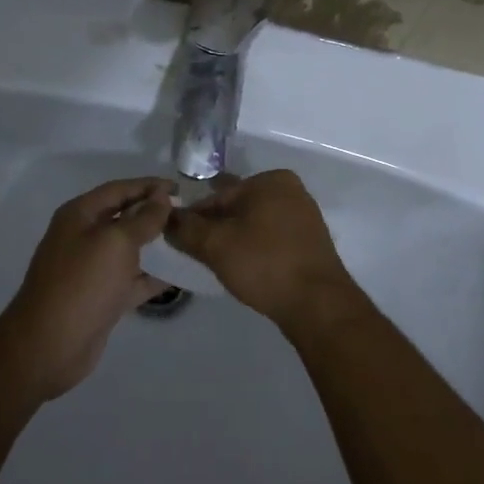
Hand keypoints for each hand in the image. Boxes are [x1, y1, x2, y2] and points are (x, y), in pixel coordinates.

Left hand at [0, 177, 173, 401]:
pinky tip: (180, 275)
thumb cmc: (82, 284)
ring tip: (188, 241)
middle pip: (124, 217)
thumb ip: (143, 218)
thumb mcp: (116, 243)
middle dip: (154, 214)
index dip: (149, 185)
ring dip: (156, 245)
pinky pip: (132, 279)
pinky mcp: (102, 297)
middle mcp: (84, 237)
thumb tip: (161, 196)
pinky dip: (153, 277)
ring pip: (130, 249)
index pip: (119, 189)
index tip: (180, 187)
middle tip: (188, 214)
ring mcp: (92, 269)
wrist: (49, 346)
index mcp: (80, 215)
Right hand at [165, 170, 360, 330]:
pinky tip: (245, 269)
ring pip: (254, 224)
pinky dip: (255, 249)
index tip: (180, 240)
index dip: (195, 217)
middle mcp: (291, 190)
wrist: (317, 303)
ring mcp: (304, 216)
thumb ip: (186, 228)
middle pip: (237, 207)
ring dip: (235, 240)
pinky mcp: (309, 242)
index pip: (218, 195)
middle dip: (216, 228)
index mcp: (270, 180)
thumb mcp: (215, 245)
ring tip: (218, 264)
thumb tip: (166, 218)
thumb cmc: (264, 263)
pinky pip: (272, 239)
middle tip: (197, 254)